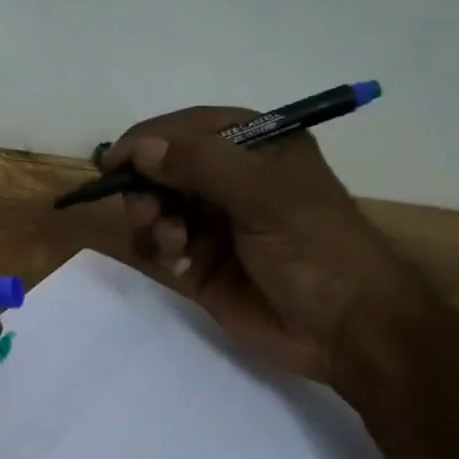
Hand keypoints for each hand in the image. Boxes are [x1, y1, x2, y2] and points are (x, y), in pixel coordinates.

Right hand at [104, 108, 432, 388]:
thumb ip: (203, 165)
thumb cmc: (315, 248)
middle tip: (146, 211)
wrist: (345, 330)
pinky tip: (179, 265)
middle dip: (148, 186)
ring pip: (157, 206)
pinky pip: (159, 244)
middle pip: (165, 167)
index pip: (188, 128)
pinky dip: (159, 249)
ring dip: (154, 221)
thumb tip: (142, 150)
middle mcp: (231, 179)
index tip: (114, 162)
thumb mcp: (266, 196)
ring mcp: (214, 221)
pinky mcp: (201, 262)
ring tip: (173, 244)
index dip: (149, 140)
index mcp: (255, 147)